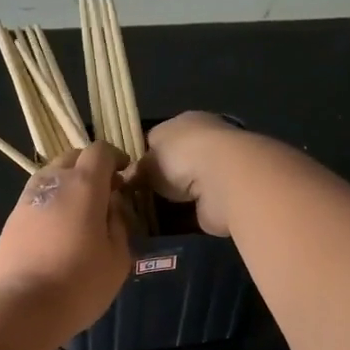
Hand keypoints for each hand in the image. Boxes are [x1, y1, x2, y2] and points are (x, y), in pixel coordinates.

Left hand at [0, 143, 131, 338]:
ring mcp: (26, 200)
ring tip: (81, 213)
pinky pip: (36, 199)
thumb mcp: (117, 258)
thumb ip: (119, 224)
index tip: (125, 176)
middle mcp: (51, 183)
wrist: (19, 307)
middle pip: (71, 158)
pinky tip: (58, 231)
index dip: (115, 158)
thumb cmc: (79, 283)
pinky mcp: (9, 222)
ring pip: (50, 177)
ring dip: (67, 185)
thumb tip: (112, 207)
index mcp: (83, 185)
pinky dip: (51, 204)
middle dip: (90, 168)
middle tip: (105, 193)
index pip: (99, 151)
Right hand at [137, 111, 250, 235]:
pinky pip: (197, 207)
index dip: (144, 155)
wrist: (223, 181)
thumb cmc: (180, 157)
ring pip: (187, 186)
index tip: (130, 175)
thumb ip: (137, 169)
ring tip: (147, 216)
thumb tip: (126, 179)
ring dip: (174, 199)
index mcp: (186, 123)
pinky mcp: (223, 196)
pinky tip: (166, 226)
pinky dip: (185, 216)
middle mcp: (205, 142)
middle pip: (175, 162)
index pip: (160, 137)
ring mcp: (217, 170)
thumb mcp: (146, 160)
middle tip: (137, 199)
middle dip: (160, 179)